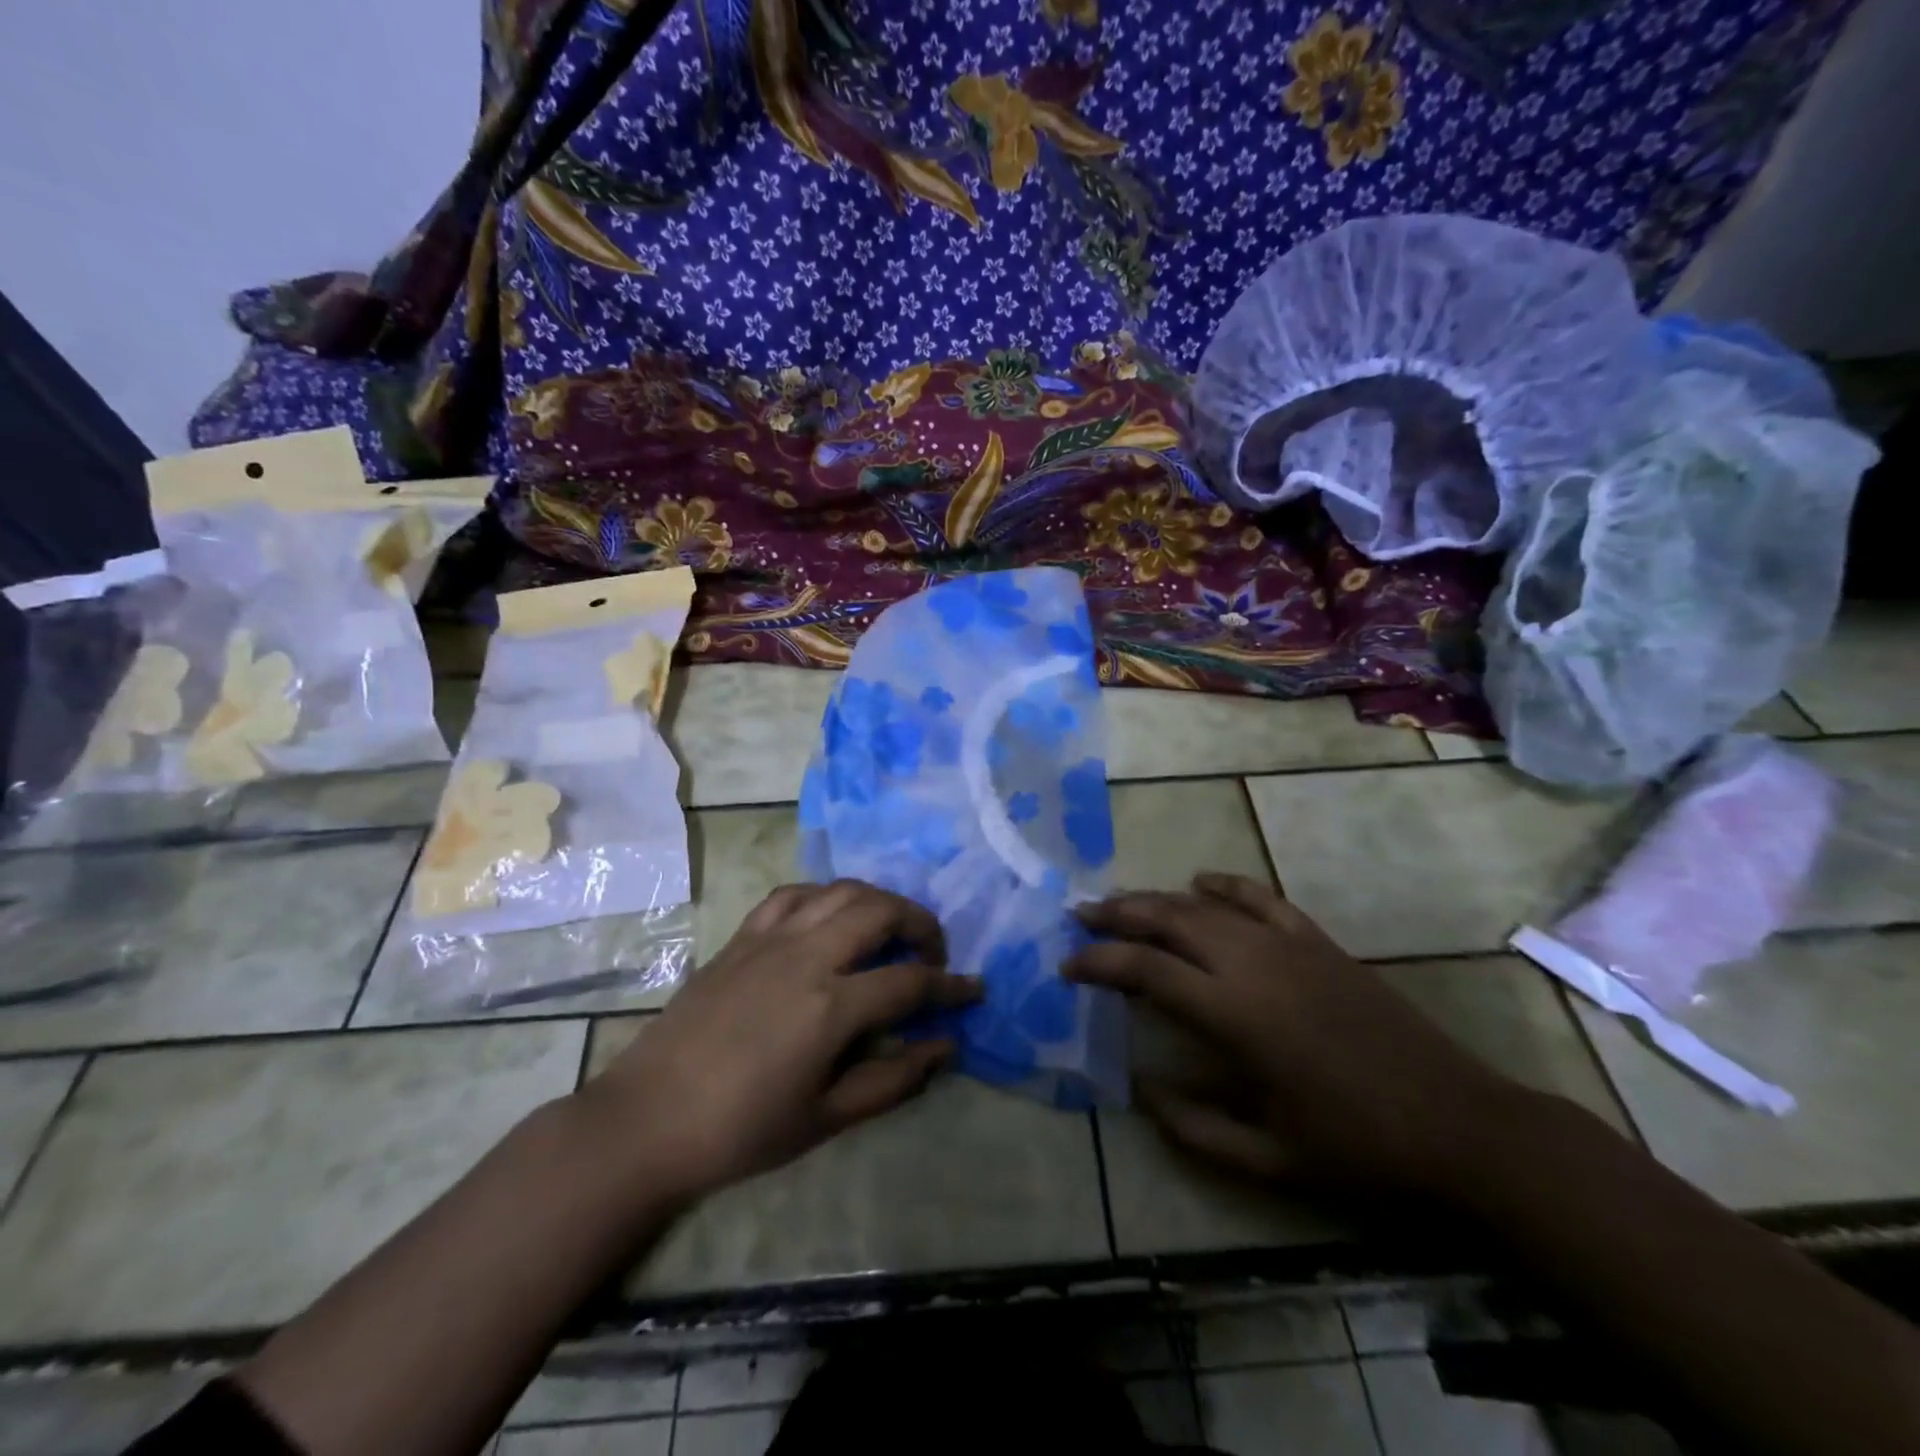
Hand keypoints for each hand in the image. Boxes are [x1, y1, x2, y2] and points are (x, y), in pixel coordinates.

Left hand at [582, 879, 978, 1205]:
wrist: (648, 1120)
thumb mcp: (826, 1119)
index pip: (910, 981)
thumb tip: (946, 1047)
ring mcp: (771, 939)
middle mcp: (807, 957)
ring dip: (878, 901)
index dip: (951, 986)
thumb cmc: (741, 1131)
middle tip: (933, 952)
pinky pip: (793, 895)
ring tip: (890, 928)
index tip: (974, 990)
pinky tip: (830, 917)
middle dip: (921, 924)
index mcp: (830, 1007)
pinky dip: (825, 895)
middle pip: (881, 911)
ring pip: (841, 890)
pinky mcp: (741, 937)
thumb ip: (893, 1080)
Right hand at [1067, 873, 1529, 1199]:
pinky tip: (1200, 882)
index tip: (1067, 967)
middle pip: (1167, 919)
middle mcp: (1252, 964)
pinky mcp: (1318, 942)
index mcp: (1234, 1014)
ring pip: (1205, 905)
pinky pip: (1260, 898)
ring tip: (1122, 902)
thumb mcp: (1269, 1159)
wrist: (1460, 1124)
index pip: (1145, 970)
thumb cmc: (1359, 1148)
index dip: (1098, 963)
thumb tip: (1139, 1090)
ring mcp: (1288, 945)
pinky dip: (1225, 886)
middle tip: (1080, 917)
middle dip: (1117, 914)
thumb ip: (1194, 1128)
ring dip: (1157, 898)